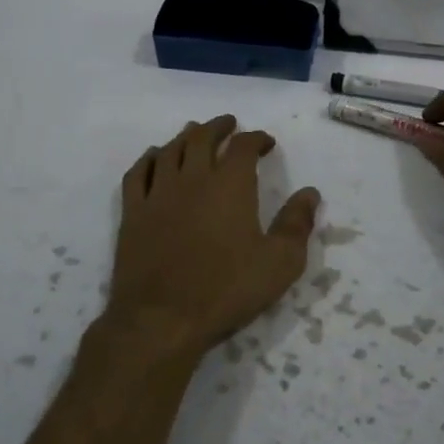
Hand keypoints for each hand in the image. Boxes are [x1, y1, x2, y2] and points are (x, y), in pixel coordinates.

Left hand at [101, 115, 319, 362]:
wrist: (161, 319)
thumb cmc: (227, 290)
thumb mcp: (279, 262)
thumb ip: (297, 224)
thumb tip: (311, 193)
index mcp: (230, 185)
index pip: (243, 146)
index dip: (256, 138)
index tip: (266, 142)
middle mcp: (192, 178)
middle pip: (202, 138)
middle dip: (219, 127)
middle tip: (229, 124)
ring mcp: (158, 194)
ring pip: (170, 150)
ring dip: (185, 136)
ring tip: (194, 132)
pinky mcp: (133, 213)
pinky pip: (138, 173)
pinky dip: (149, 158)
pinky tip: (154, 158)